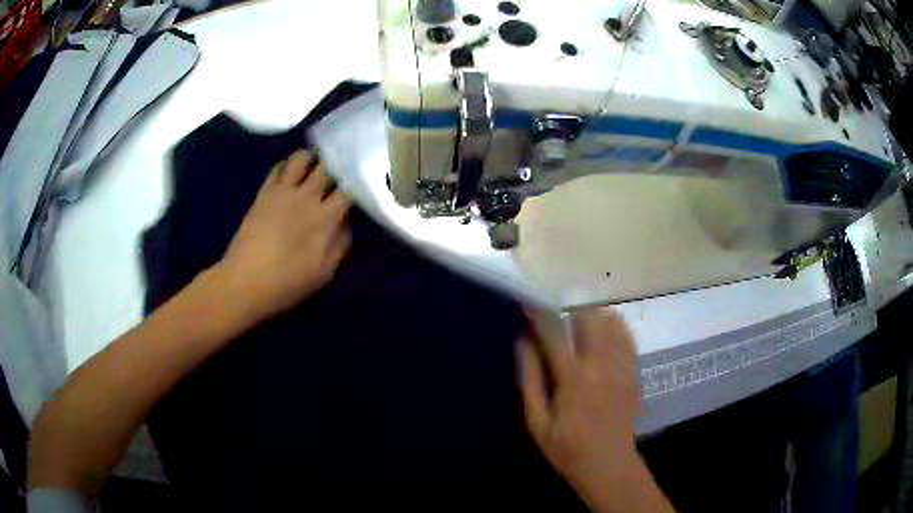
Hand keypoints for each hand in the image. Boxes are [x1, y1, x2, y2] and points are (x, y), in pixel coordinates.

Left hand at [216, 150, 351, 321]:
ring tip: (314, 169)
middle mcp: (307, 196)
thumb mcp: (324, 273)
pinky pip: (278, 167)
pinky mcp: (264, 192)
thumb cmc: (287, 283)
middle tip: (340, 173)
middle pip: (328, 166)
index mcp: (326, 217)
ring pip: (302, 157)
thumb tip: (346, 223)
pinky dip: (287, 166)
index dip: (356, 187)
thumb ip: (340, 244)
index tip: (359, 191)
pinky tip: (290, 176)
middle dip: (337, 167)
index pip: (349, 189)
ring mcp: (283, 191)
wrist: (245, 282)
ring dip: (312, 160)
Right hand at [518, 308, 657, 510]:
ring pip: (611, 322)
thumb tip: (523, 344)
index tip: (530, 303)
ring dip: (593, 314)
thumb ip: (529, 380)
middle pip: (589, 317)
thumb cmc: (566, 447)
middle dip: (571, 309)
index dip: (540, 314)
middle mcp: (600, 365)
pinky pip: (628, 337)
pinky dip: (616, 326)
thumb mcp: (536, 422)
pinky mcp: (634, 372)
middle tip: (559, 316)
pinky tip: (606, 329)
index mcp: (572, 378)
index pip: (554, 333)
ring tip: (580, 321)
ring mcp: (621, 366)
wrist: (608, 464)